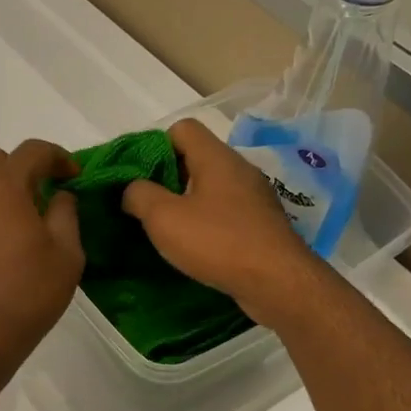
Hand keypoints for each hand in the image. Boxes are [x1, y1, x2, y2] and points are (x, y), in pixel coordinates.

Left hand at [0, 140, 83, 381]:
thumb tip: (59, 196)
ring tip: (11, 227)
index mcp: (2, 186)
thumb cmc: (28, 293)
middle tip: (38, 198)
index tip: (72, 176)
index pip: (32, 151)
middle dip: (18, 169)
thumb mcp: (66, 254)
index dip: (57, 157)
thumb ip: (66, 214)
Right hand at [121, 118, 314, 322]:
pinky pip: (227, 211)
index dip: (155, 145)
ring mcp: (255, 196)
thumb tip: (133, 189)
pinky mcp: (262, 223)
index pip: (182, 128)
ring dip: (187, 202)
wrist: (278, 282)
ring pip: (211, 187)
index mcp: (216, 157)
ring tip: (168, 228)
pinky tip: (197, 245)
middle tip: (147, 205)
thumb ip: (139, 195)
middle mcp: (239, 169)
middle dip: (168, 177)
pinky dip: (207, 221)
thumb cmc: (217, 242)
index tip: (140, 176)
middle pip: (196, 157)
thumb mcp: (163, 218)